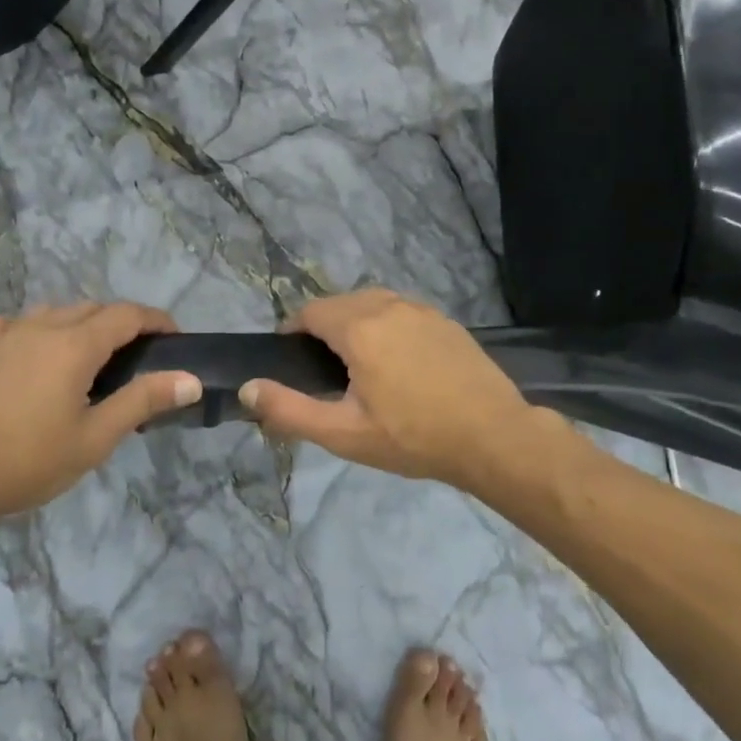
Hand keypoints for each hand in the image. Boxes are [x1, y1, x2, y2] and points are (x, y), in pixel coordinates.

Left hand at [0, 303, 201, 526]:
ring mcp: (5, 336)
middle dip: (122, 322)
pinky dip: (37, 330)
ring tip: (91, 355)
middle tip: (139, 357)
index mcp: (75, 344)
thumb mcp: (95, 438)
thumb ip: (143, 401)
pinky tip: (33, 350)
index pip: (128, 315)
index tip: (176, 338)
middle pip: (93, 308)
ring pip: (55, 312)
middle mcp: (42, 327)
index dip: (157, 320)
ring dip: (81, 322)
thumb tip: (190, 379)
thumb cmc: (27, 461)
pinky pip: (15, 325)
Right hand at [240, 289, 534, 489]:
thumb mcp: (344, 433)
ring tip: (359, 365)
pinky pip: (401, 311)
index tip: (292, 361)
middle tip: (324, 371)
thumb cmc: (413, 437)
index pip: (310, 311)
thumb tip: (247, 388)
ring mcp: (422, 309)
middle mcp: (388, 306)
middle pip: (340, 303)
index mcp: (359, 327)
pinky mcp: (445, 320)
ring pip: (372, 303)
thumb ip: (289, 410)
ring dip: (355, 323)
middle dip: (323, 327)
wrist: (493, 436)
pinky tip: (399, 363)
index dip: (293, 331)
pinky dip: (387, 326)